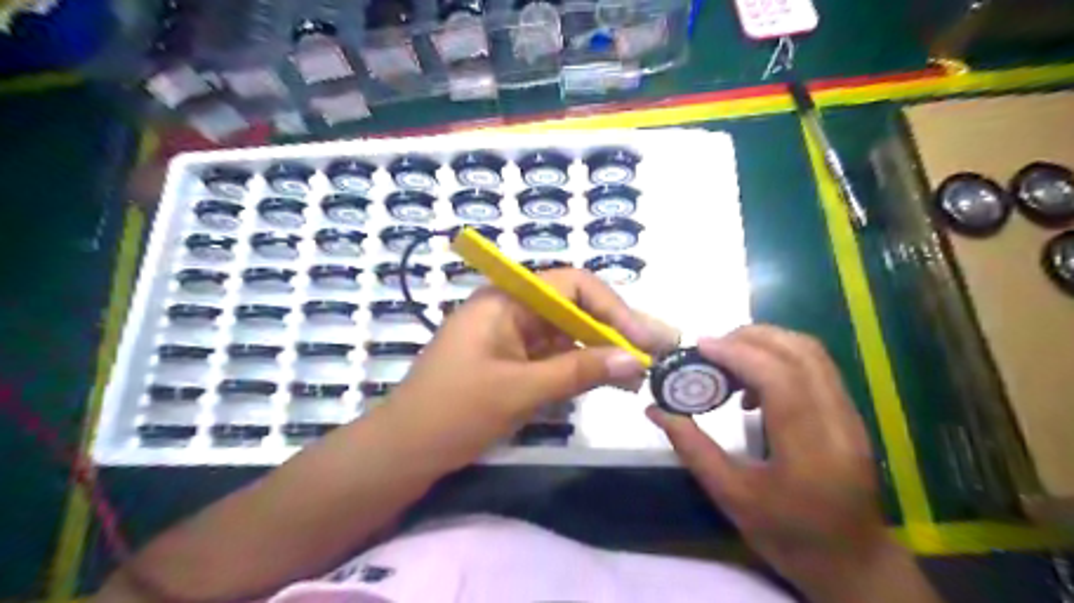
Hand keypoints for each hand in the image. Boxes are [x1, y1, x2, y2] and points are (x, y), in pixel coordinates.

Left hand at [382, 269, 672, 460]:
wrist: (405, 450)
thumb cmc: (453, 412)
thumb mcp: (520, 390)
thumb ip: (579, 372)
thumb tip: (634, 360)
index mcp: (506, 300)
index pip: (572, 285)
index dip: (613, 307)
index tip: (643, 338)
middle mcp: (512, 309)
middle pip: (574, 308)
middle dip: (616, 328)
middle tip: (660, 347)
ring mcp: (513, 336)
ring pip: (569, 333)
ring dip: (604, 350)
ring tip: (644, 369)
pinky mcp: (514, 361)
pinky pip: (556, 356)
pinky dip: (583, 367)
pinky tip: (612, 380)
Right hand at [651, 329, 900, 599]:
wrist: (852, 561)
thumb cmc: (788, 535)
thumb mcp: (730, 497)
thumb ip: (691, 447)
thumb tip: (656, 409)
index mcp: (811, 451)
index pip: (780, 379)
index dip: (738, 353)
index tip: (700, 346)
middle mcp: (839, 423)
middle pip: (801, 353)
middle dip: (750, 338)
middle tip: (710, 349)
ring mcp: (850, 415)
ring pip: (811, 353)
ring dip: (765, 343)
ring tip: (728, 360)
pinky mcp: (849, 412)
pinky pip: (814, 366)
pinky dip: (779, 358)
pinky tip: (753, 383)